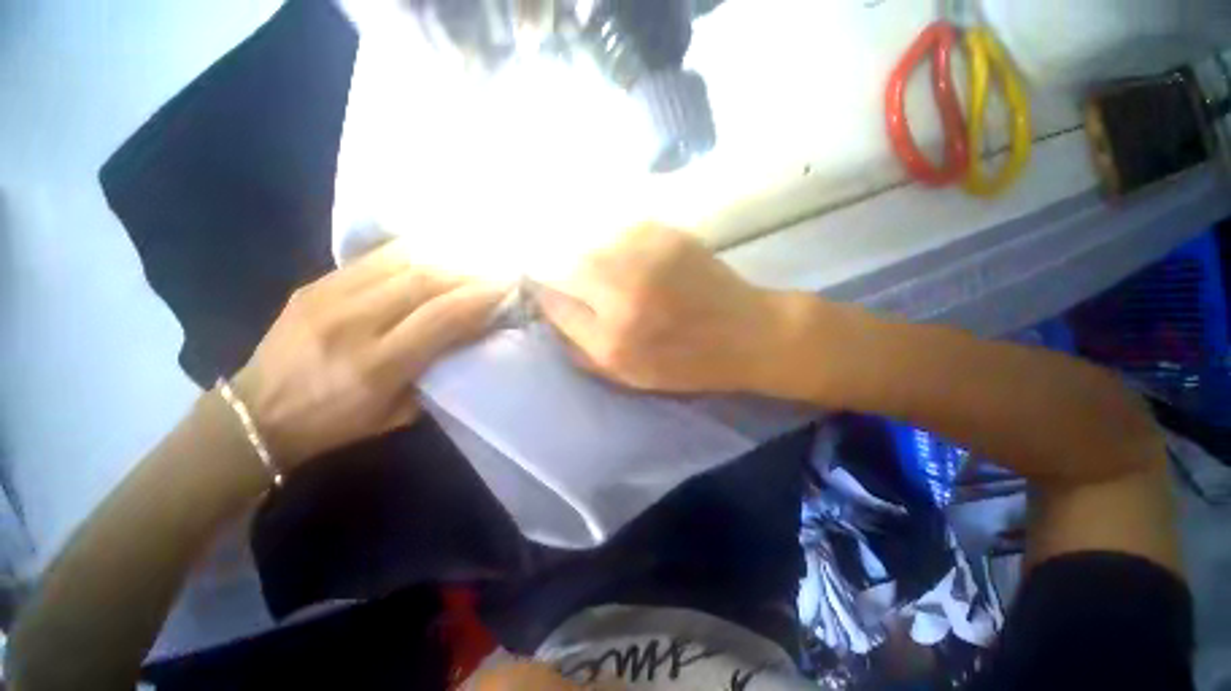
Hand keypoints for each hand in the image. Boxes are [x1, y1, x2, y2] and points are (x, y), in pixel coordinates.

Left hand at [232, 243, 504, 468]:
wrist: (257, 414)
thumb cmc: (337, 423)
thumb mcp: (399, 412)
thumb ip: (438, 371)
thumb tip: (472, 336)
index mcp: (376, 365)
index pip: (441, 317)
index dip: (479, 298)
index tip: (507, 289)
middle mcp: (352, 323)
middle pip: (424, 280)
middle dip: (469, 273)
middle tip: (494, 271)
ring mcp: (328, 297)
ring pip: (400, 262)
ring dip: (445, 258)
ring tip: (470, 261)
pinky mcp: (314, 283)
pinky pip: (374, 257)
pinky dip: (412, 252)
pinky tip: (434, 253)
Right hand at [538, 224, 787, 393]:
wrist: (747, 334)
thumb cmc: (688, 364)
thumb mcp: (628, 376)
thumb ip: (583, 350)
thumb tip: (552, 316)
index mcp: (612, 340)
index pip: (553, 304)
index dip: (544, 295)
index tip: (545, 291)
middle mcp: (622, 296)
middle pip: (567, 267)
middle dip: (563, 272)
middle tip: (574, 278)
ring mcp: (646, 260)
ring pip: (593, 245)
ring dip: (590, 256)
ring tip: (605, 269)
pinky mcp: (667, 236)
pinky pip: (622, 231)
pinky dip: (617, 242)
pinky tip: (631, 256)